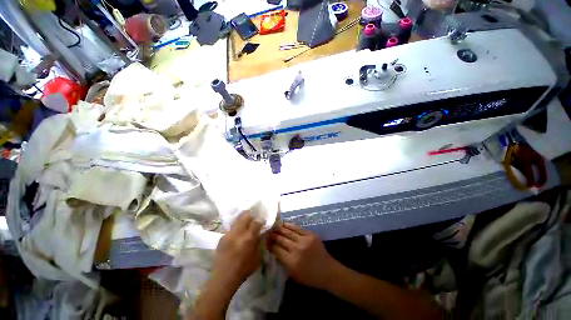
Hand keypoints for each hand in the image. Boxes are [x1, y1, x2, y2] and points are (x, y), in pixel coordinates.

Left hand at [212, 211, 262, 289]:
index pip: (257, 221)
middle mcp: (238, 233)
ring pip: (237, 219)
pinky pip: (231, 228)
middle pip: (245, 215)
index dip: (261, 220)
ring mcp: (228, 234)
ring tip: (245, 226)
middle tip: (253, 220)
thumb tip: (260, 233)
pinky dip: (236, 228)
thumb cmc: (243, 269)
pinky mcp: (222, 237)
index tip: (262, 222)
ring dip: (243, 220)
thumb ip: (259, 243)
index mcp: (248, 238)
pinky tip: (237, 235)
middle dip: (251, 215)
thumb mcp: (257, 257)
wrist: (223, 278)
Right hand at [268, 223, 338, 289]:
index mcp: (292, 262)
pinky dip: (290, 226)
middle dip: (273, 235)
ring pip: (288, 232)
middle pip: (281, 239)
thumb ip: (283, 262)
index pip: (277, 250)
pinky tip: (284, 224)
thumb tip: (274, 249)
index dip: (270, 244)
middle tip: (267, 231)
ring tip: (274, 226)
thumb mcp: (294, 275)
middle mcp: (297, 250)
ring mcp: (304, 240)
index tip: (265, 240)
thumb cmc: (310, 277)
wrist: (328, 271)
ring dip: (280, 228)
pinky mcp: (311, 235)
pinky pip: (298, 228)